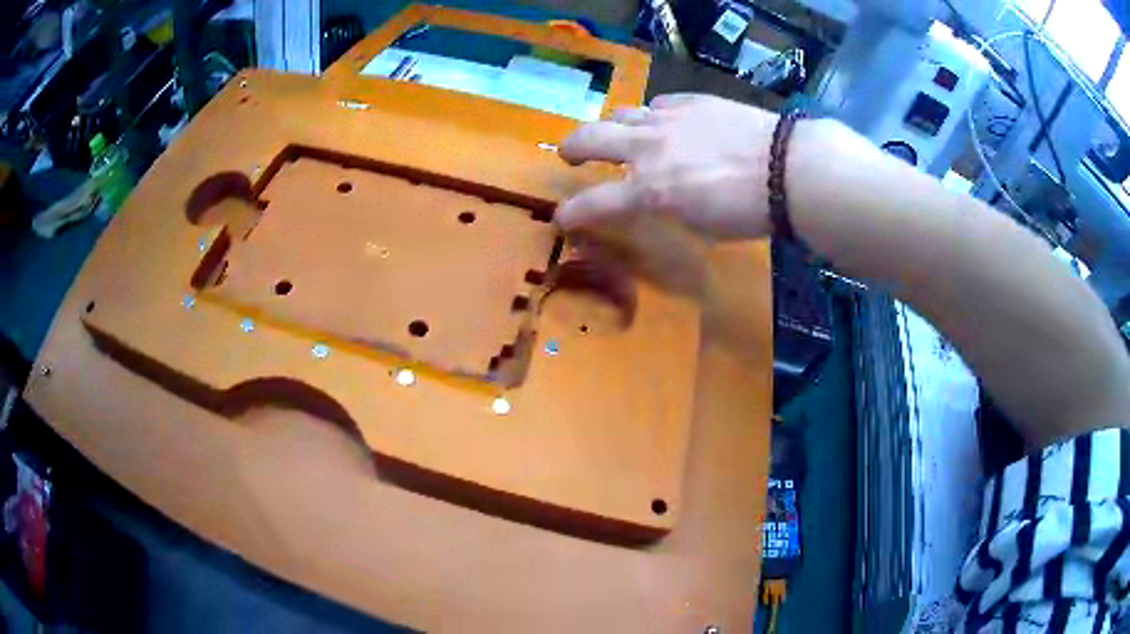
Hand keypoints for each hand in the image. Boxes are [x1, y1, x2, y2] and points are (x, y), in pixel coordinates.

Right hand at [556, 94, 779, 239]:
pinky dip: (653, 116)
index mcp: (649, 190)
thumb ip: (668, 207)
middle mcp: (647, 149)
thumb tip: (657, 197)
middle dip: (573, 148)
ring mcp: (667, 119)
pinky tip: (665, 121)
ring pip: (621, 113)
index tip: (562, 218)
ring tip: (619, 133)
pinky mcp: (690, 100)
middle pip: (590, 138)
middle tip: (569, 155)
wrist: (786, 167)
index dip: (573, 213)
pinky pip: (658, 104)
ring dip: (612, 126)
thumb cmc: (748, 211)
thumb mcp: (700, 224)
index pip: (595, 203)